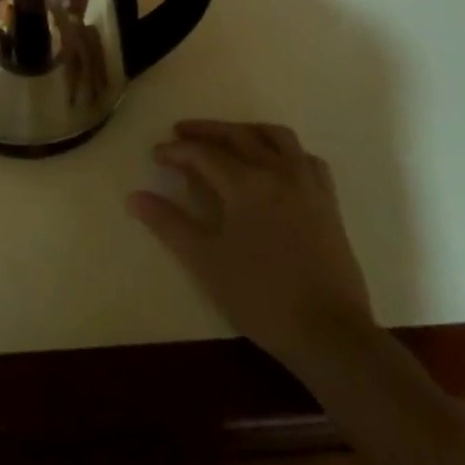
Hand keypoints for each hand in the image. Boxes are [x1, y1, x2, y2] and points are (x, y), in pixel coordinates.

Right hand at [129, 119, 373, 359]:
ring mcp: (308, 185)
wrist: (329, 334)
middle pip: (238, 135)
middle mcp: (278, 172)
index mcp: (247, 183)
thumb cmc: (260, 296)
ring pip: (277, 138)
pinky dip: (284, 151)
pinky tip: (275, 164)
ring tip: (228, 138)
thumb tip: (134, 197)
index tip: (156, 154)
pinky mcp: (328, 203)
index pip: (203, 154)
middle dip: (206, 131)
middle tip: (181, 132)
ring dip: (247, 131)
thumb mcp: (205, 261)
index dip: (176, 151)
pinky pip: (305, 159)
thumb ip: (168, 224)